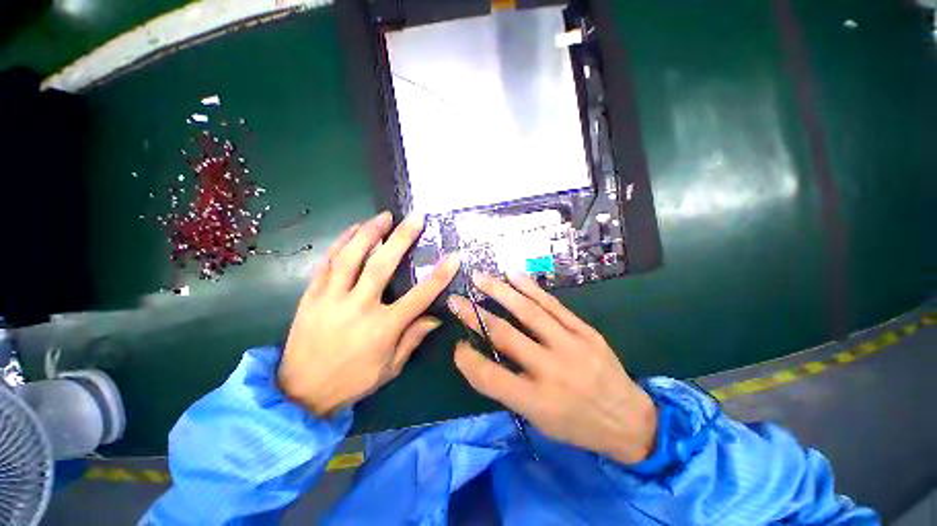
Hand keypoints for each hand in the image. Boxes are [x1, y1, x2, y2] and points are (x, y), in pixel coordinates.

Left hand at [279, 211, 459, 415]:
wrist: (301, 391)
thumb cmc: (353, 380)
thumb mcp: (390, 367)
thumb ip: (413, 338)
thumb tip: (436, 317)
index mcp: (383, 328)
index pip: (419, 297)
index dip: (439, 276)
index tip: (453, 257)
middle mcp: (358, 307)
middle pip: (382, 266)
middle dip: (401, 239)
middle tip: (415, 218)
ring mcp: (331, 298)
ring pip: (350, 257)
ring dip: (368, 233)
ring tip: (384, 216)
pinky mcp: (312, 295)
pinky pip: (326, 263)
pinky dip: (340, 242)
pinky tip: (353, 229)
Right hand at [448, 273, 656, 463]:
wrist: (629, 420)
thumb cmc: (577, 425)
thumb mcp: (538, 420)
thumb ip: (508, 388)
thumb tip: (483, 354)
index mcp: (536, 401)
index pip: (489, 376)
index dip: (467, 360)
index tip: (458, 346)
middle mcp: (550, 370)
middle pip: (505, 335)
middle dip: (475, 315)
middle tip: (457, 300)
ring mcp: (570, 346)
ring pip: (528, 312)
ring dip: (500, 291)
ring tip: (480, 278)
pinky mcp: (585, 331)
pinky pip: (553, 305)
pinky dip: (531, 288)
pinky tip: (514, 276)